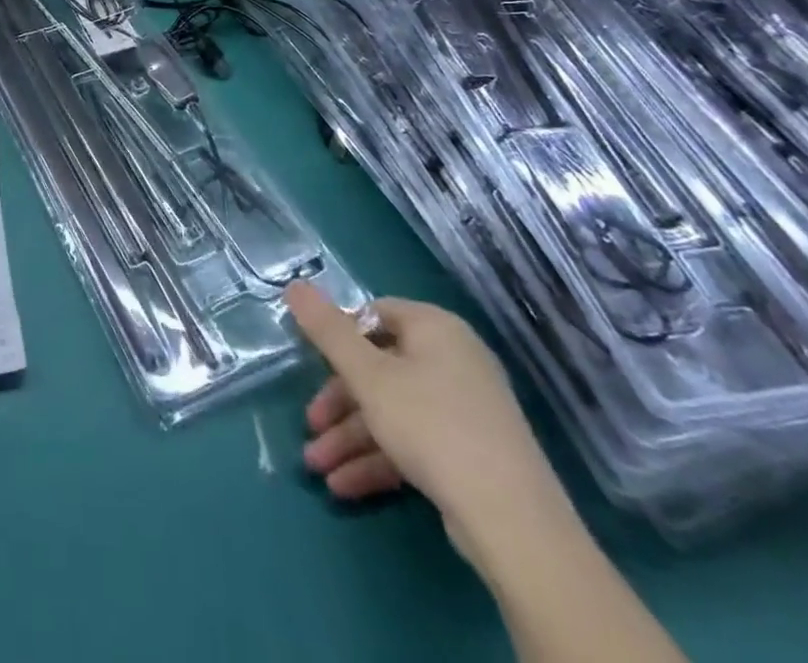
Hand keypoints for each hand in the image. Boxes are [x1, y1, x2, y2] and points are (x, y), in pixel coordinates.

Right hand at [284, 283, 573, 559]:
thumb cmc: (431, 426)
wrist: (513, 522)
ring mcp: (465, 409)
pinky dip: (379, 460)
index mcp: (435, 329)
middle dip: (338, 403)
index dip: (339, 336)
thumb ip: (327, 330)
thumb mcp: (367, 375)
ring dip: (351, 438)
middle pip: (379, 369)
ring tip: (319, 469)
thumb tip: (294, 284)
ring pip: (392, 411)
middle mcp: (454, 360)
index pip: (374, 314)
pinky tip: (346, 486)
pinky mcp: (470, 453)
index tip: (312, 363)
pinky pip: (414, 442)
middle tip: (311, 427)